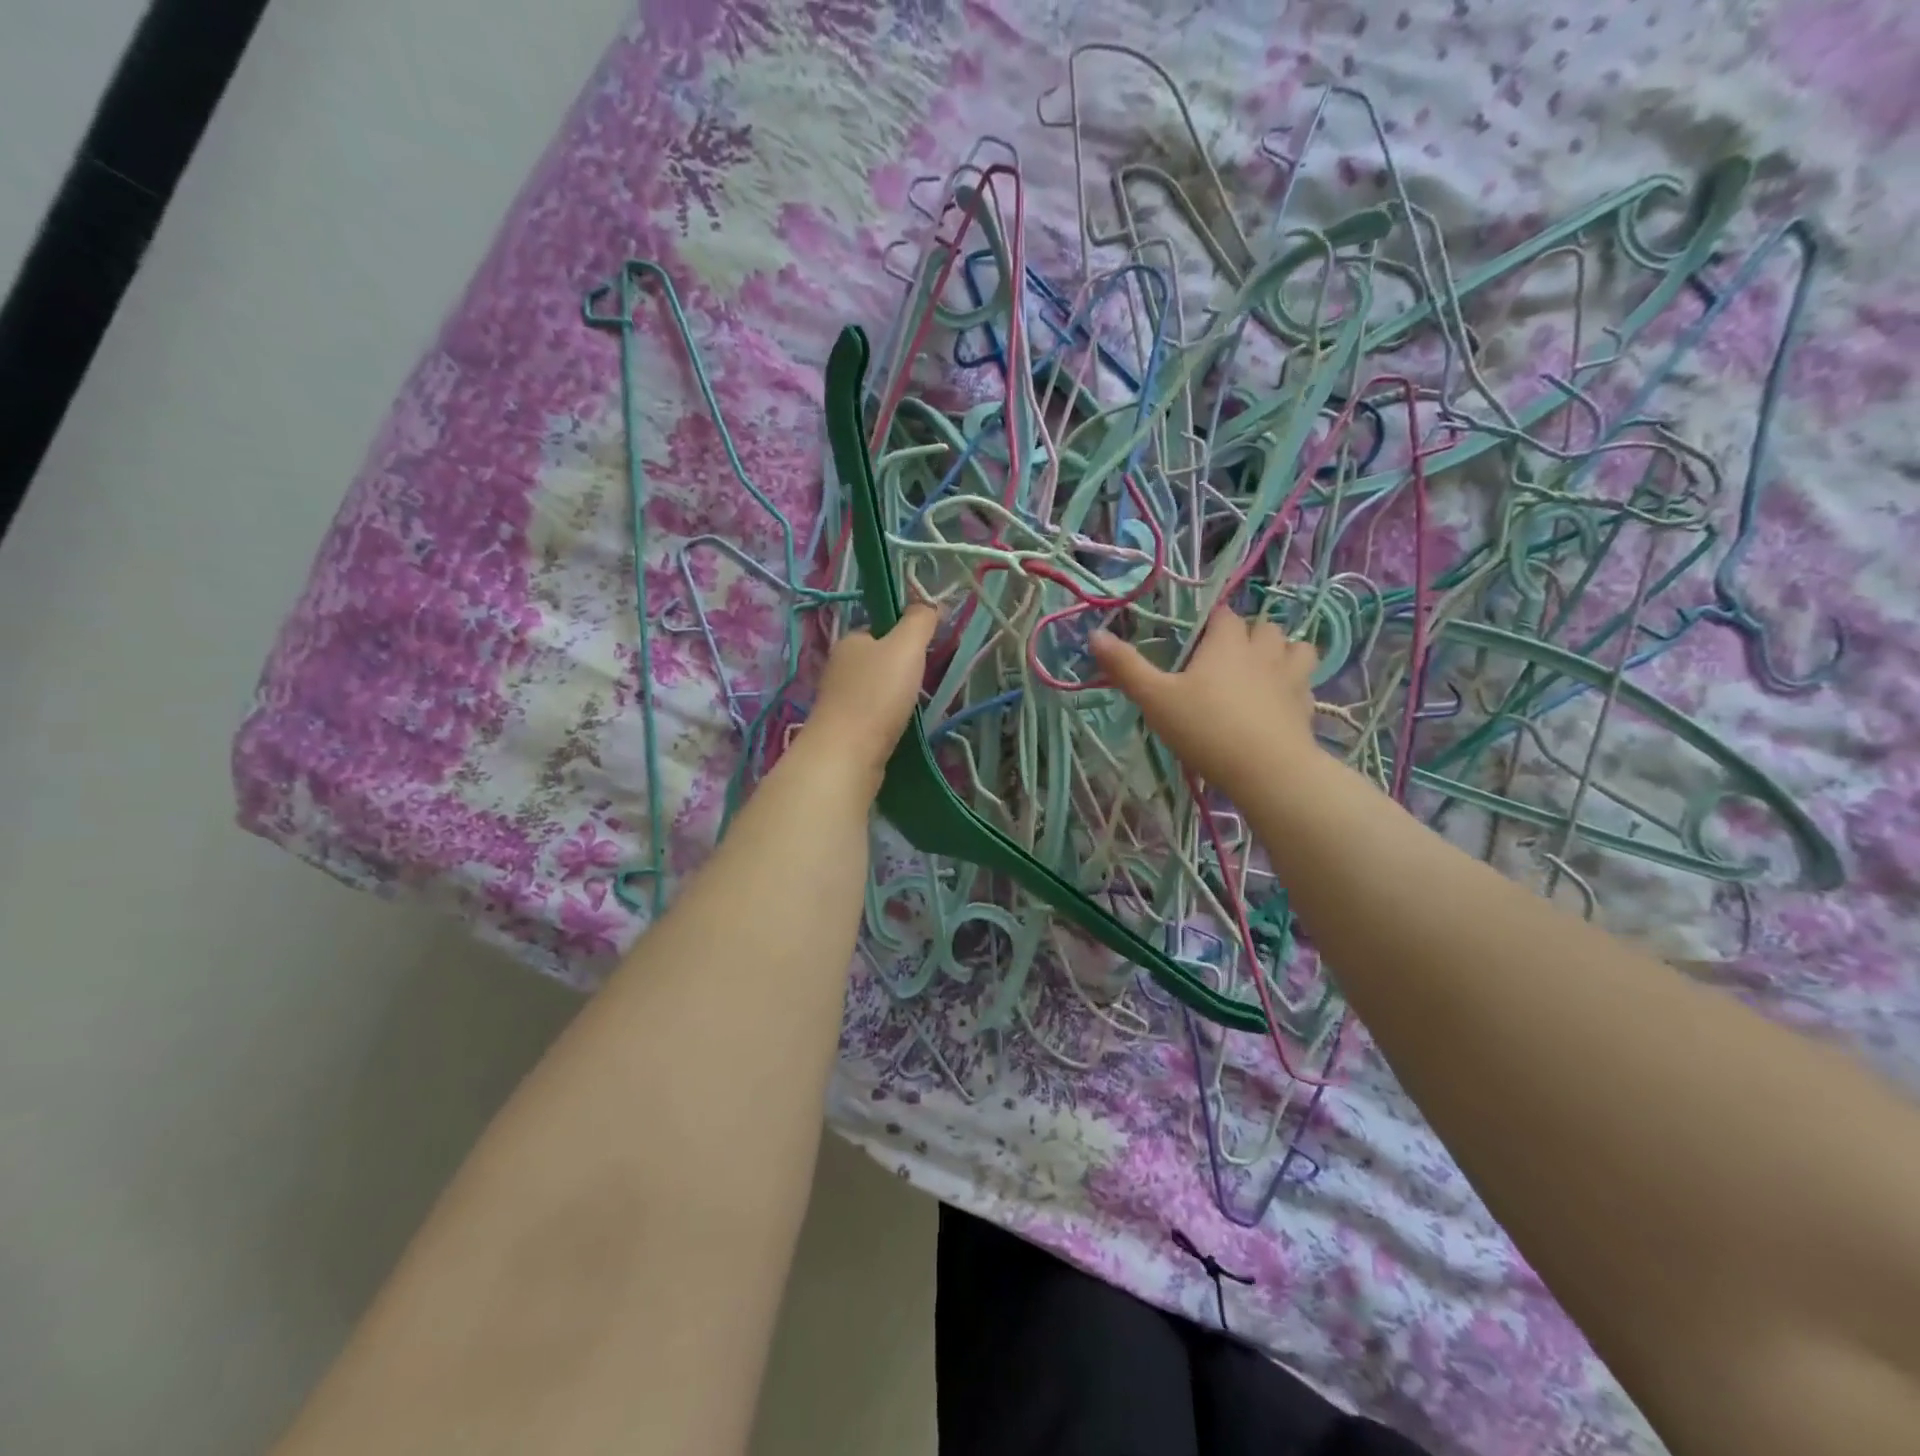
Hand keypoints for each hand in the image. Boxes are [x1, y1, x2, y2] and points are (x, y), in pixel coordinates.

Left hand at [792, 604, 937, 791]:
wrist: (847, 755)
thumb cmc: (877, 695)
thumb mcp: (906, 647)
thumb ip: (919, 621)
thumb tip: (931, 604)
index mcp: (850, 642)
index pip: (880, 629)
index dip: (905, 635)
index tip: (929, 649)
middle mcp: (840, 668)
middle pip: (879, 660)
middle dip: (904, 669)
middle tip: (930, 678)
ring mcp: (840, 701)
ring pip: (877, 690)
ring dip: (898, 696)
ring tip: (921, 705)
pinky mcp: (846, 731)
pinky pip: (874, 716)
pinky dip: (890, 719)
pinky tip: (904, 726)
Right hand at [1090, 607, 1319, 799]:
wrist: (1267, 770)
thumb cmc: (1206, 728)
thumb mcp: (1155, 699)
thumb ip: (1126, 667)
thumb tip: (1095, 634)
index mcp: (1227, 643)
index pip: (1224, 615)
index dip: (1211, 622)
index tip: (1196, 640)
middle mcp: (1263, 651)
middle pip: (1264, 627)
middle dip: (1248, 635)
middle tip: (1226, 658)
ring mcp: (1291, 678)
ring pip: (1296, 649)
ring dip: (1281, 653)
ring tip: (1262, 671)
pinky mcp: (1307, 708)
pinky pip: (1305, 684)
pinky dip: (1294, 686)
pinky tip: (1279, 703)